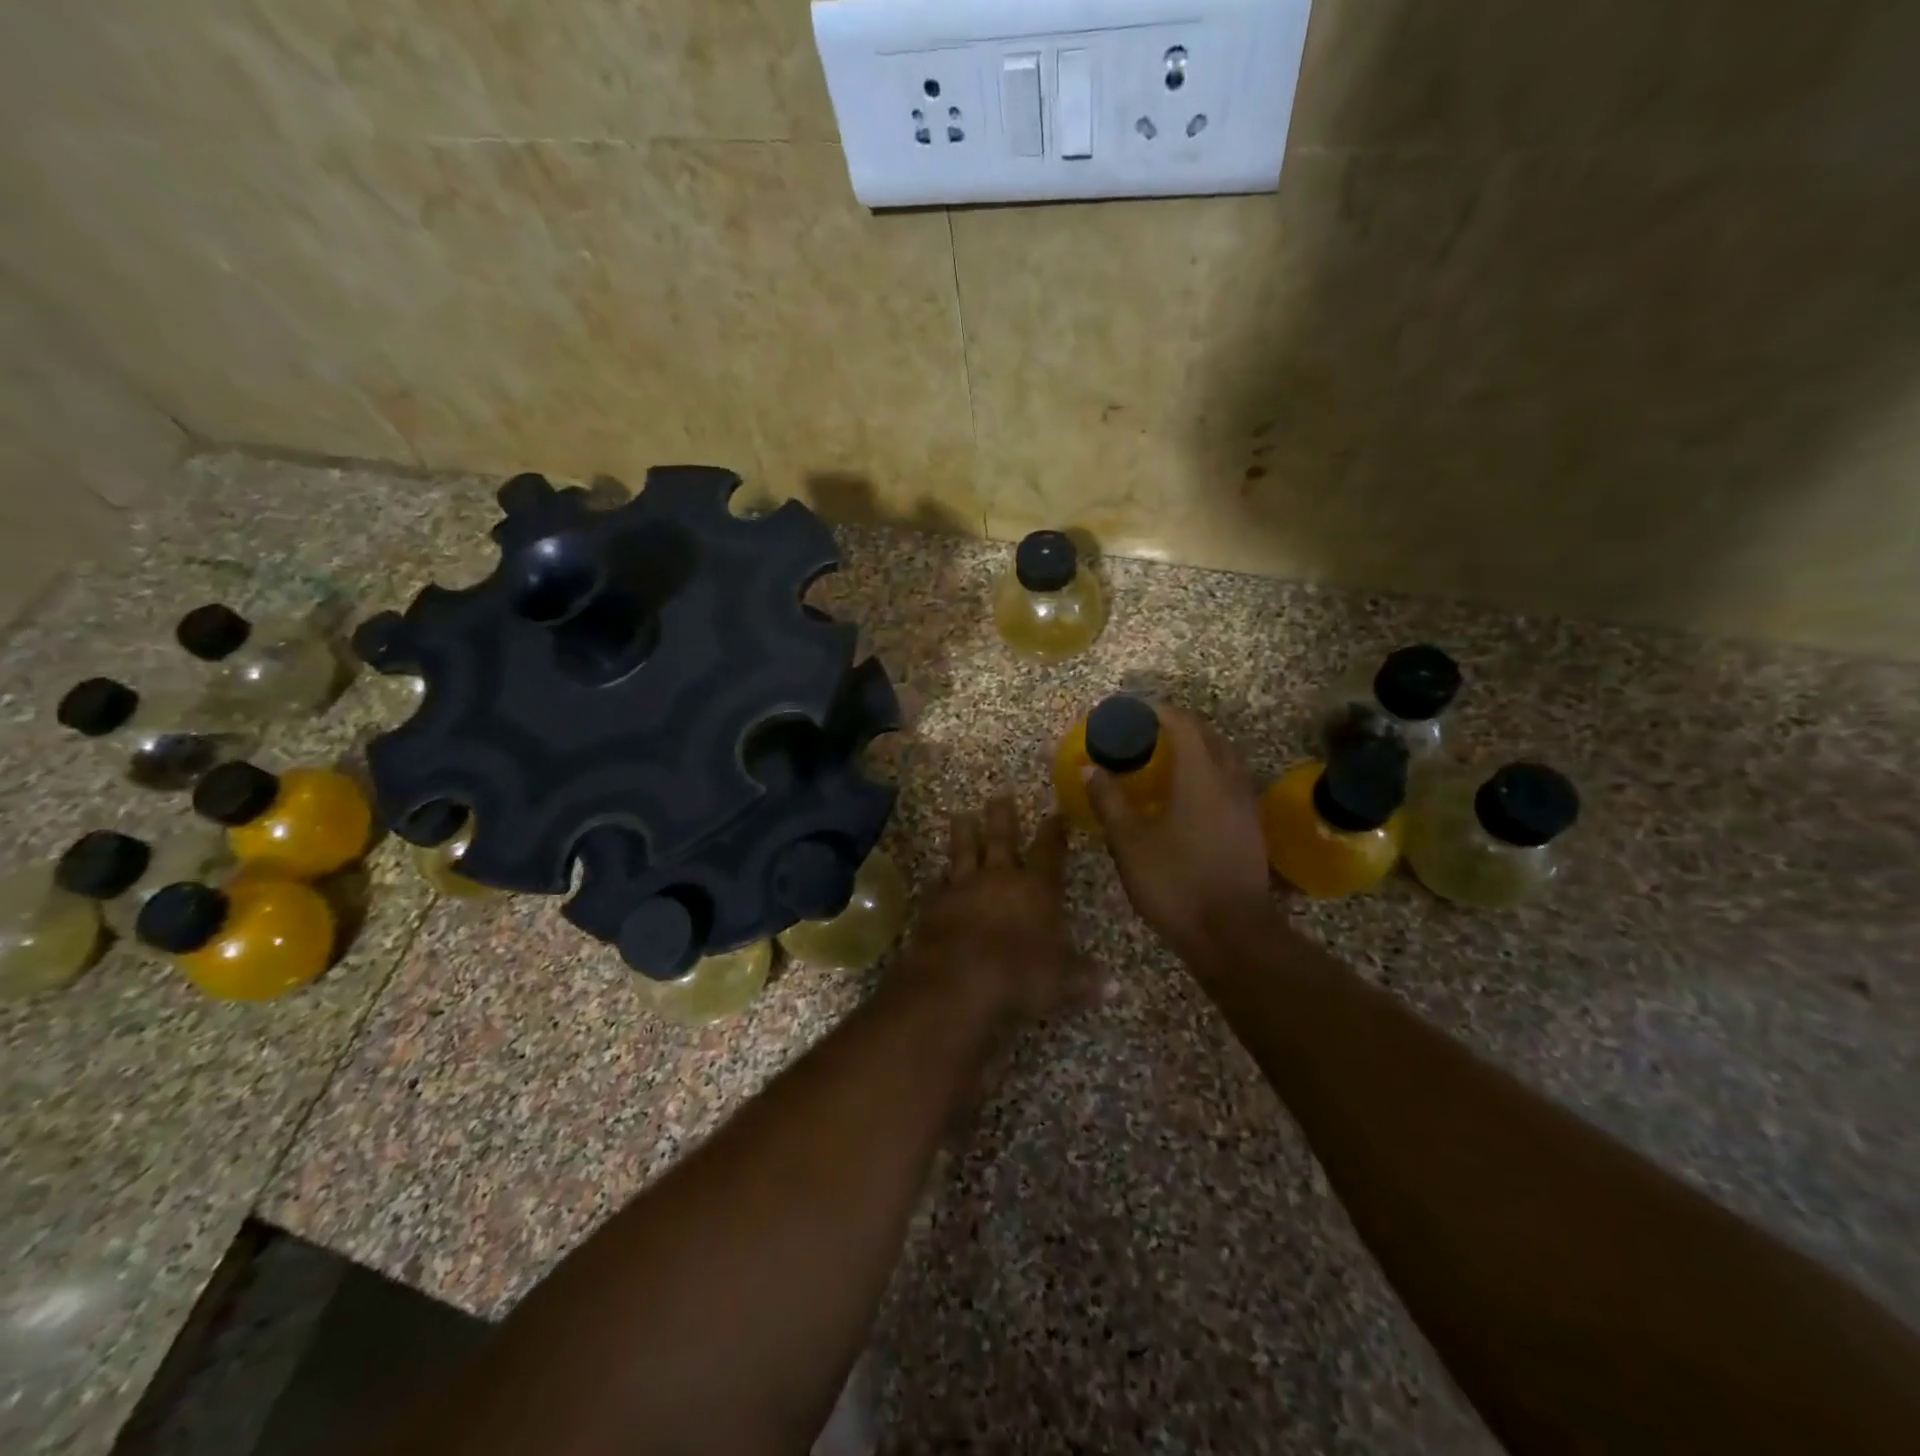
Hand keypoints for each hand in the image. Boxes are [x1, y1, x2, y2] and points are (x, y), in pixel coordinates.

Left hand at [904, 795, 1098, 1023]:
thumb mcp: (1061, 982)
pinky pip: (935, 884)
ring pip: (963, 851)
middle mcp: (999, 879)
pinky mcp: (933, 906)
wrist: (957, 982)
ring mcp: (962, 888)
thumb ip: (1084, 978)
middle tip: (999, 795)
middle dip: (1002, 816)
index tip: (1055, 813)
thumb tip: (1114, 987)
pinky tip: (935, 874)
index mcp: (1036, 890)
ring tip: (961, 815)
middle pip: (1001, 839)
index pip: (1049, 852)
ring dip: (963, 833)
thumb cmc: (1019, 976)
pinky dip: (937, 878)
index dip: (1054, 832)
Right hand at [1084, 704, 1273, 965]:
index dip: (1158, 712)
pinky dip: (1209, 773)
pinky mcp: (1251, 828)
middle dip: (1180, 726)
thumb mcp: (1130, 843)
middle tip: (1148, 732)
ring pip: (1225, 759)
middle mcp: (1230, 782)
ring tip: (1167, 759)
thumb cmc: (1176, 883)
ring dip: (1199, 749)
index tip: (1134, 712)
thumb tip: (1090, 769)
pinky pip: (1230, 782)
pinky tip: (1188, 795)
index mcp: (1201, 777)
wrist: (1232, 934)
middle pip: (1210, 737)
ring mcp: (1246, 806)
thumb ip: (1109, 801)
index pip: (1184, 725)